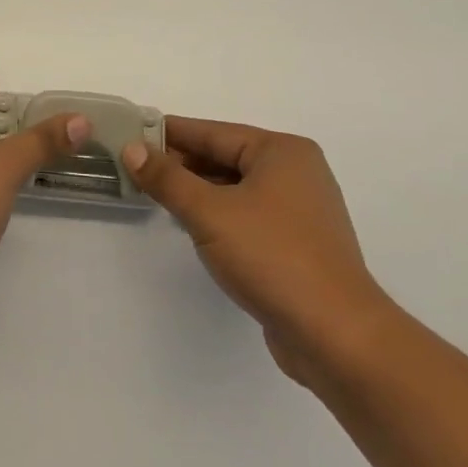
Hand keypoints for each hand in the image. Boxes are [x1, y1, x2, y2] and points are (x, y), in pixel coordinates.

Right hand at [123, 118, 392, 388]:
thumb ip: (167, 178)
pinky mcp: (297, 244)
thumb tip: (132, 148)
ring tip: (155, 194)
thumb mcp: (209, 212)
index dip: (170, 133)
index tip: (132, 131)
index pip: (213, 132)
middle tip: (135, 166)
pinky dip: (218, 214)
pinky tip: (191, 225)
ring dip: (197, 190)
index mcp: (282, 152)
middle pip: (226, 157)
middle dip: (181, 163)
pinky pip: (247, 214)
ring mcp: (300, 210)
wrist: (336, 335)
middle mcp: (296, 172)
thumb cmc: (272, 257)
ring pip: (236, 187)